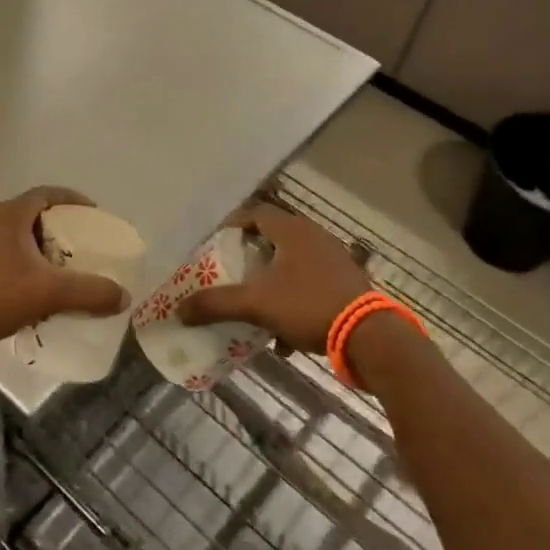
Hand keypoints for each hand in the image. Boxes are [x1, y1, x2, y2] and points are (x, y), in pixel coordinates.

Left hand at [0, 187, 130, 353]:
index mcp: (10, 215)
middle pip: (33, 213)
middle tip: (83, 243)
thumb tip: (124, 296)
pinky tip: (36, 287)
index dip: (73, 200)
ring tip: (64, 266)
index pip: (47, 194)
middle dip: (60, 226)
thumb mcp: (50, 293)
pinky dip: (26, 262)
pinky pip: (6, 253)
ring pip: (18, 235)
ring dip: (42, 246)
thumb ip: (90, 292)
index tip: (94, 214)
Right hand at [177, 204, 372, 352]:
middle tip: (232, 271)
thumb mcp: (256, 304)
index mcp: (292, 230)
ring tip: (256, 301)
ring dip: (272, 279)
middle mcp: (314, 236)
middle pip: (274, 237)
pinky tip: (285, 333)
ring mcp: (335, 259)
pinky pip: (311, 283)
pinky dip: (293, 299)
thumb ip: (216, 304)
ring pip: (293, 263)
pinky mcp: (348, 282)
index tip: (215, 243)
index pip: (255, 213)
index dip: (232, 225)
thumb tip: (179, 311)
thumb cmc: (308, 305)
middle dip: (250, 255)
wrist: (370, 336)